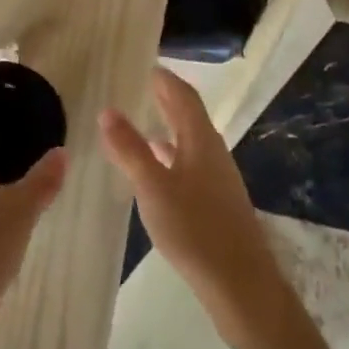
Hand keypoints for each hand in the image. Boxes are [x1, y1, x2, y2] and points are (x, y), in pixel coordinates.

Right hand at [100, 69, 287, 341]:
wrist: (241, 285)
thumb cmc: (195, 230)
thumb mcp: (152, 187)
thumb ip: (129, 149)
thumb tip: (108, 110)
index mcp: (200, 140)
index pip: (182, 94)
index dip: (163, 77)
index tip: (140, 63)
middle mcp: (212, 151)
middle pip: (188, 114)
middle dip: (163, 97)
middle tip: (135, 85)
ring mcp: (217, 177)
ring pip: (188, 139)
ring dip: (166, 125)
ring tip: (138, 119)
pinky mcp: (216, 201)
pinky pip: (189, 162)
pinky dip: (169, 153)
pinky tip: (155, 167)